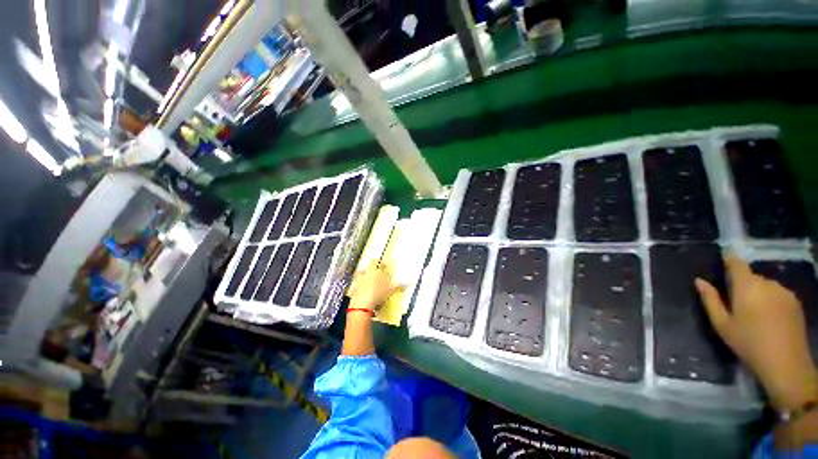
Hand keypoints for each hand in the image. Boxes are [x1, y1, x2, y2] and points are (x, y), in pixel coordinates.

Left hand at [347, 261, 403, 310]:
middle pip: (367, 267)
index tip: (384, 266)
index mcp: (373, 270)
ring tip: (370, 284)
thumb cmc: (377, 294)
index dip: (380, 262)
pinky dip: (359, 288)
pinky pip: (355, 286)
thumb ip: (399, 286)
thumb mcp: (391, 290)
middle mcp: (364, 273)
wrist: (361, 306)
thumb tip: (409, 283)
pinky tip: (364, 293)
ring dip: (364, 278)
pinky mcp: (352, 290)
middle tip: (377, 274)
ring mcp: (357, 281)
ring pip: (360, 276)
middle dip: (372, 270)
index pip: (376, 261)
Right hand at [695, 255, 817, 410]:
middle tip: (736, 302)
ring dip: (758, 293)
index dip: (729, 260)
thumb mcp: (722, 324)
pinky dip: (770, 300)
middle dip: (743, 285)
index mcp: (747, 285)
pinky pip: (777, 294)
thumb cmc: (748, 342)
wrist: (785, 362)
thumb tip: (699, 281)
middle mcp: (767, 282)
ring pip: (765, 286)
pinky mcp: (795, 301)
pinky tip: (769, 318)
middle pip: (751, 276)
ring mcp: (784, 292)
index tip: (722, 262)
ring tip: (754, 313)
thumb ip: (710, 300)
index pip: (737, 263)